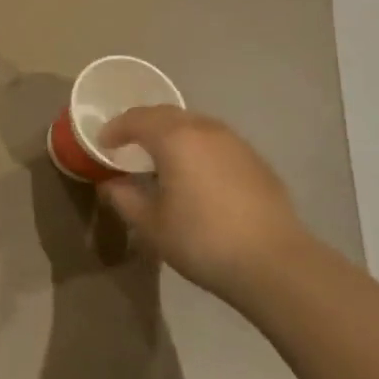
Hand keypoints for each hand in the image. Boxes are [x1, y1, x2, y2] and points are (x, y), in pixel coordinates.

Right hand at [98, 106, 309, 299]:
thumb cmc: (202, 240)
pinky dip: (196, 146)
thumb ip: (124, 198)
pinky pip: (214, 141)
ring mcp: (234, 142)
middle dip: (142, 125)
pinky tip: (195, 173)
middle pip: (165, 114)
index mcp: (174, 138)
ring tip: (160, 157)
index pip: (135, 119)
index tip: (102, 144)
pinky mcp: (255, 160)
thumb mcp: (151, 224)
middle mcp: (204, 129)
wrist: (275, 264)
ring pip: (193, 124)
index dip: (114, 129)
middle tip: (127, 144)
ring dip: (171, 133)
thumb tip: (111, 184)